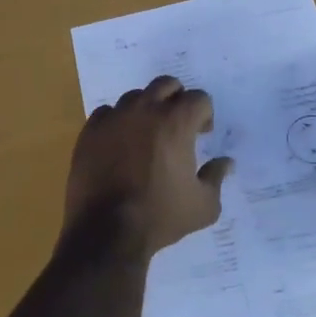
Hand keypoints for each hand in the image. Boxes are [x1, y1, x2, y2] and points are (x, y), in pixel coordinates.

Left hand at [64, 76, 233, 254]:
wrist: (106, 231)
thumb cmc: (160, 217)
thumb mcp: (204, 205)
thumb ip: (217, 177)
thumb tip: (226, 162)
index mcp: (176, 122)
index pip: (198, 98)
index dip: (204, 114)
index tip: (202, 134)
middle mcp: (144, 110)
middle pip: (166, 84)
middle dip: (177, 99)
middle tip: (178, 126)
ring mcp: (114, 118)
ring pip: (135, 97)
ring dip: (147, 109)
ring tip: (147, 136)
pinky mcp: (90, 131)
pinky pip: (107, 113)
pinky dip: (118, 122)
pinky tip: (120, 144)